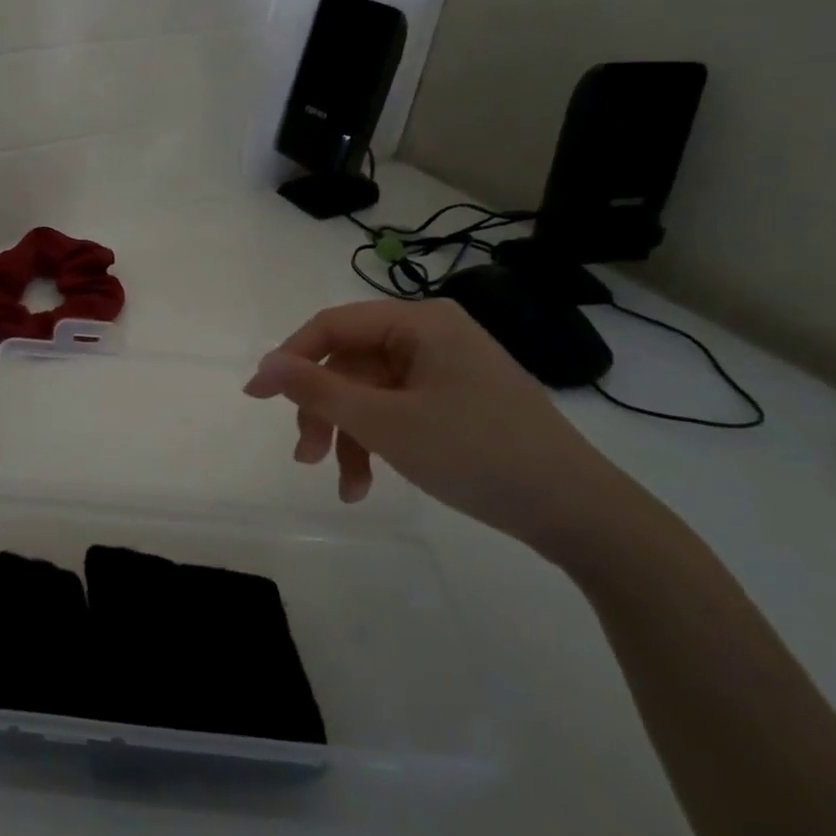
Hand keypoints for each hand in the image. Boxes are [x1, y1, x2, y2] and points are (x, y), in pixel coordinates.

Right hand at [244, 299, 646, 561]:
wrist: (579, 513)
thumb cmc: (476, 453)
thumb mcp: (385, 423)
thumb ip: (318, 389)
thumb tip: (264, 364)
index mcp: (420, 322)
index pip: (333, 326)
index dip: (289, 359)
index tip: (256, 398)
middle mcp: (432, 336)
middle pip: (350, 364)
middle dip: (324, 412)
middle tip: (304, 456)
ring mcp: (446, 371)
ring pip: (371, 394)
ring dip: (348, 437)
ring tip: (344, 485)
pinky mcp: (457, 403)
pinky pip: (398, 412)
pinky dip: (378, 444)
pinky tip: (367, 485)